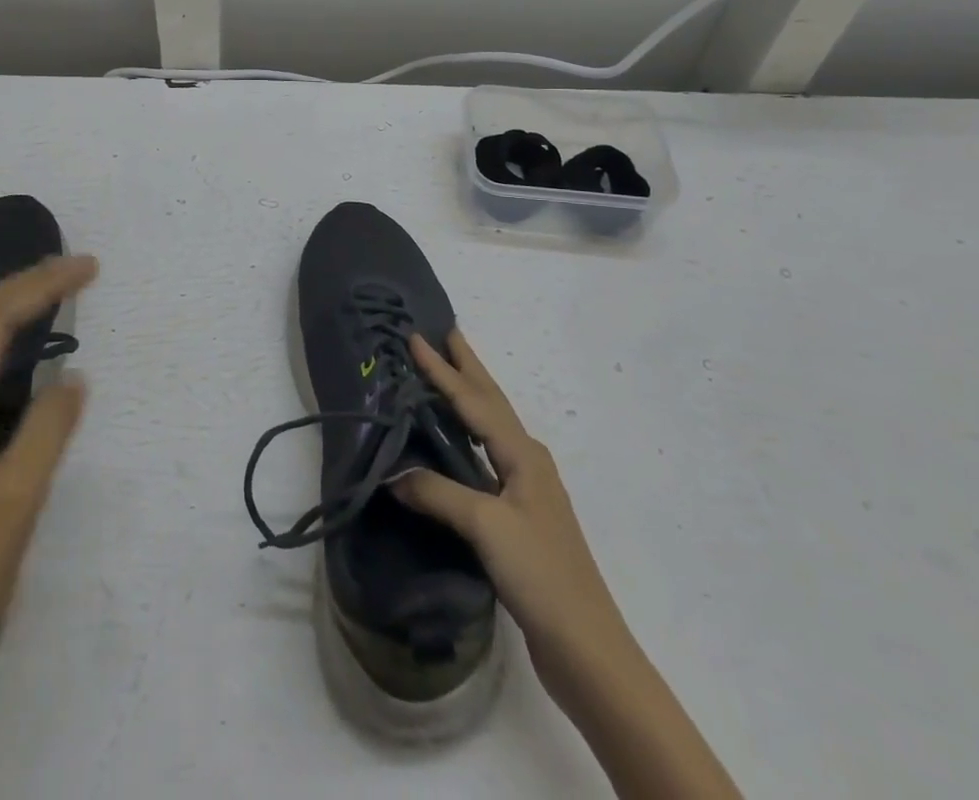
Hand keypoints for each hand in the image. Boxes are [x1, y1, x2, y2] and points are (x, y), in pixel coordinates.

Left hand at [0, 255, 95, 678]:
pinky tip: (23, 339)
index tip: (88, 267)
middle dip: (26, 284)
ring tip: (57, 285)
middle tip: (79, 266)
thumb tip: (74, 374)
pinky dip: (3, 340)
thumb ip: (48, 426)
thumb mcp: (16, 499)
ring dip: (13, 306)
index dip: (41, 286)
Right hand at [395, 330, 618, 678]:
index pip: (474, 400)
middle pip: (491, 402)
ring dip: (468, 397)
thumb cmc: (539, 573)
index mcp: (522, 454)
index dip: (443, 369)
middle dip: (467, 368)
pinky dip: (466, 437)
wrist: (585, 645)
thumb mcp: (486, 526)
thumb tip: (392, 474)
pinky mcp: (519, 516)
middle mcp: (527, 461)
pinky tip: (454, 445)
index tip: (417, 337)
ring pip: (490, 428)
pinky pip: (485, 458)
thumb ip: (438, 493)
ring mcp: (526, 489)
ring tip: (446, 375)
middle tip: (446, 333)